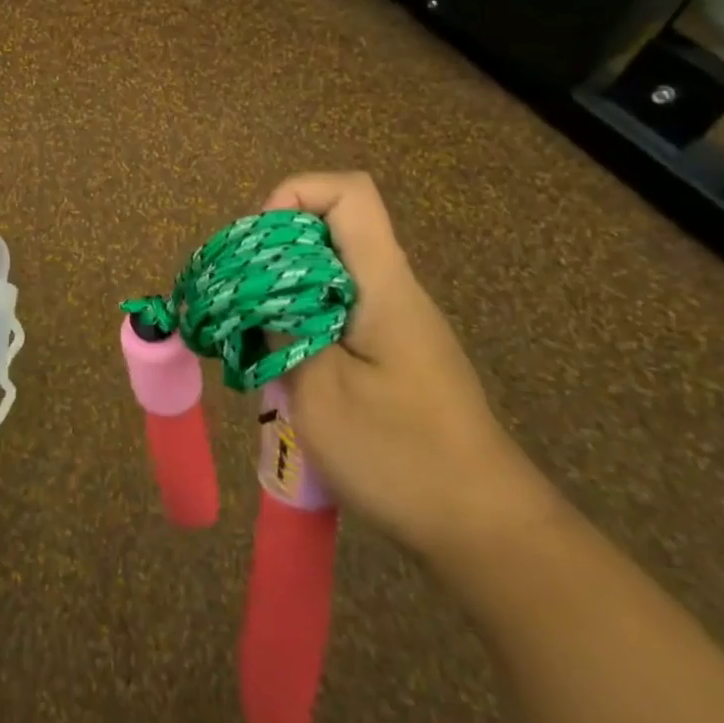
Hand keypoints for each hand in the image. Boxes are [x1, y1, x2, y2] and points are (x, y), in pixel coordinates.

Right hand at [265, 172, 557, 556]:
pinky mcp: (392, 354)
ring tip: (250, 335)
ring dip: (282, 291)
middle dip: (274, 249)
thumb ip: (280, 329)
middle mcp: (392, 289)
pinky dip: (300, 322)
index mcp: (382, 283)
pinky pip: (337, 310)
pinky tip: (281, 367)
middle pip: (331, 227)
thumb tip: (251, 293)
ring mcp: (394, 323)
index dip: (294, 196)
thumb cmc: (400, 455)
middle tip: (239, 298)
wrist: (483, 529)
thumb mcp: (320, 390)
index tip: (258, 247)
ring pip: (329, 272)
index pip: (348, 193)